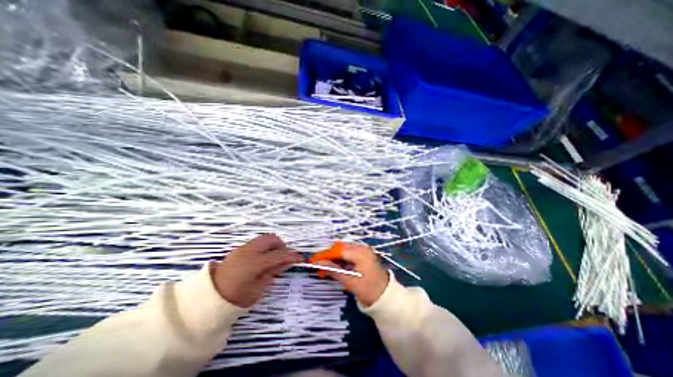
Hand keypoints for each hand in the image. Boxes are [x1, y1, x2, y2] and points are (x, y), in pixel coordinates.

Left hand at [213, 234, 302, 307]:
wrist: (208, 298)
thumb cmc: (235, 298)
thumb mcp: (258, 289)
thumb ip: (273, 272)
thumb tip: (287, 262)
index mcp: (253, 264)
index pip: (278, 255)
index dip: (291, 256)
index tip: (300, 258)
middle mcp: (248, 251)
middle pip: (271, 239)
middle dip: (281, 244)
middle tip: (284, 255)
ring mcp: (242, 248)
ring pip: (264, 238)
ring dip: (273, 244)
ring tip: (274, 257)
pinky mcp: (238, 249)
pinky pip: (256, 243)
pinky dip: (264, 247)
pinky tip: (264, 258)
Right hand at [316, 243, 388, 307]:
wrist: (386, 297)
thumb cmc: (369, 290)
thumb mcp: (350, 281)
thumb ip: (334, 270)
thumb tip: (318, 263)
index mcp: (360, 253)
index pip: (338, 250)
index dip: (325, 255)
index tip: (313, 260)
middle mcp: (361, 248)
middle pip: (340, 248)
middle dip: (328, 256)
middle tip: (318, 267)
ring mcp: (363, 251)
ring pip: (343, 251)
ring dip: (334, 259)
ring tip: (325, 269)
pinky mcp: (363, 256)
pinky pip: (348, 254)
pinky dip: (340, 260)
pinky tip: (335, 268)